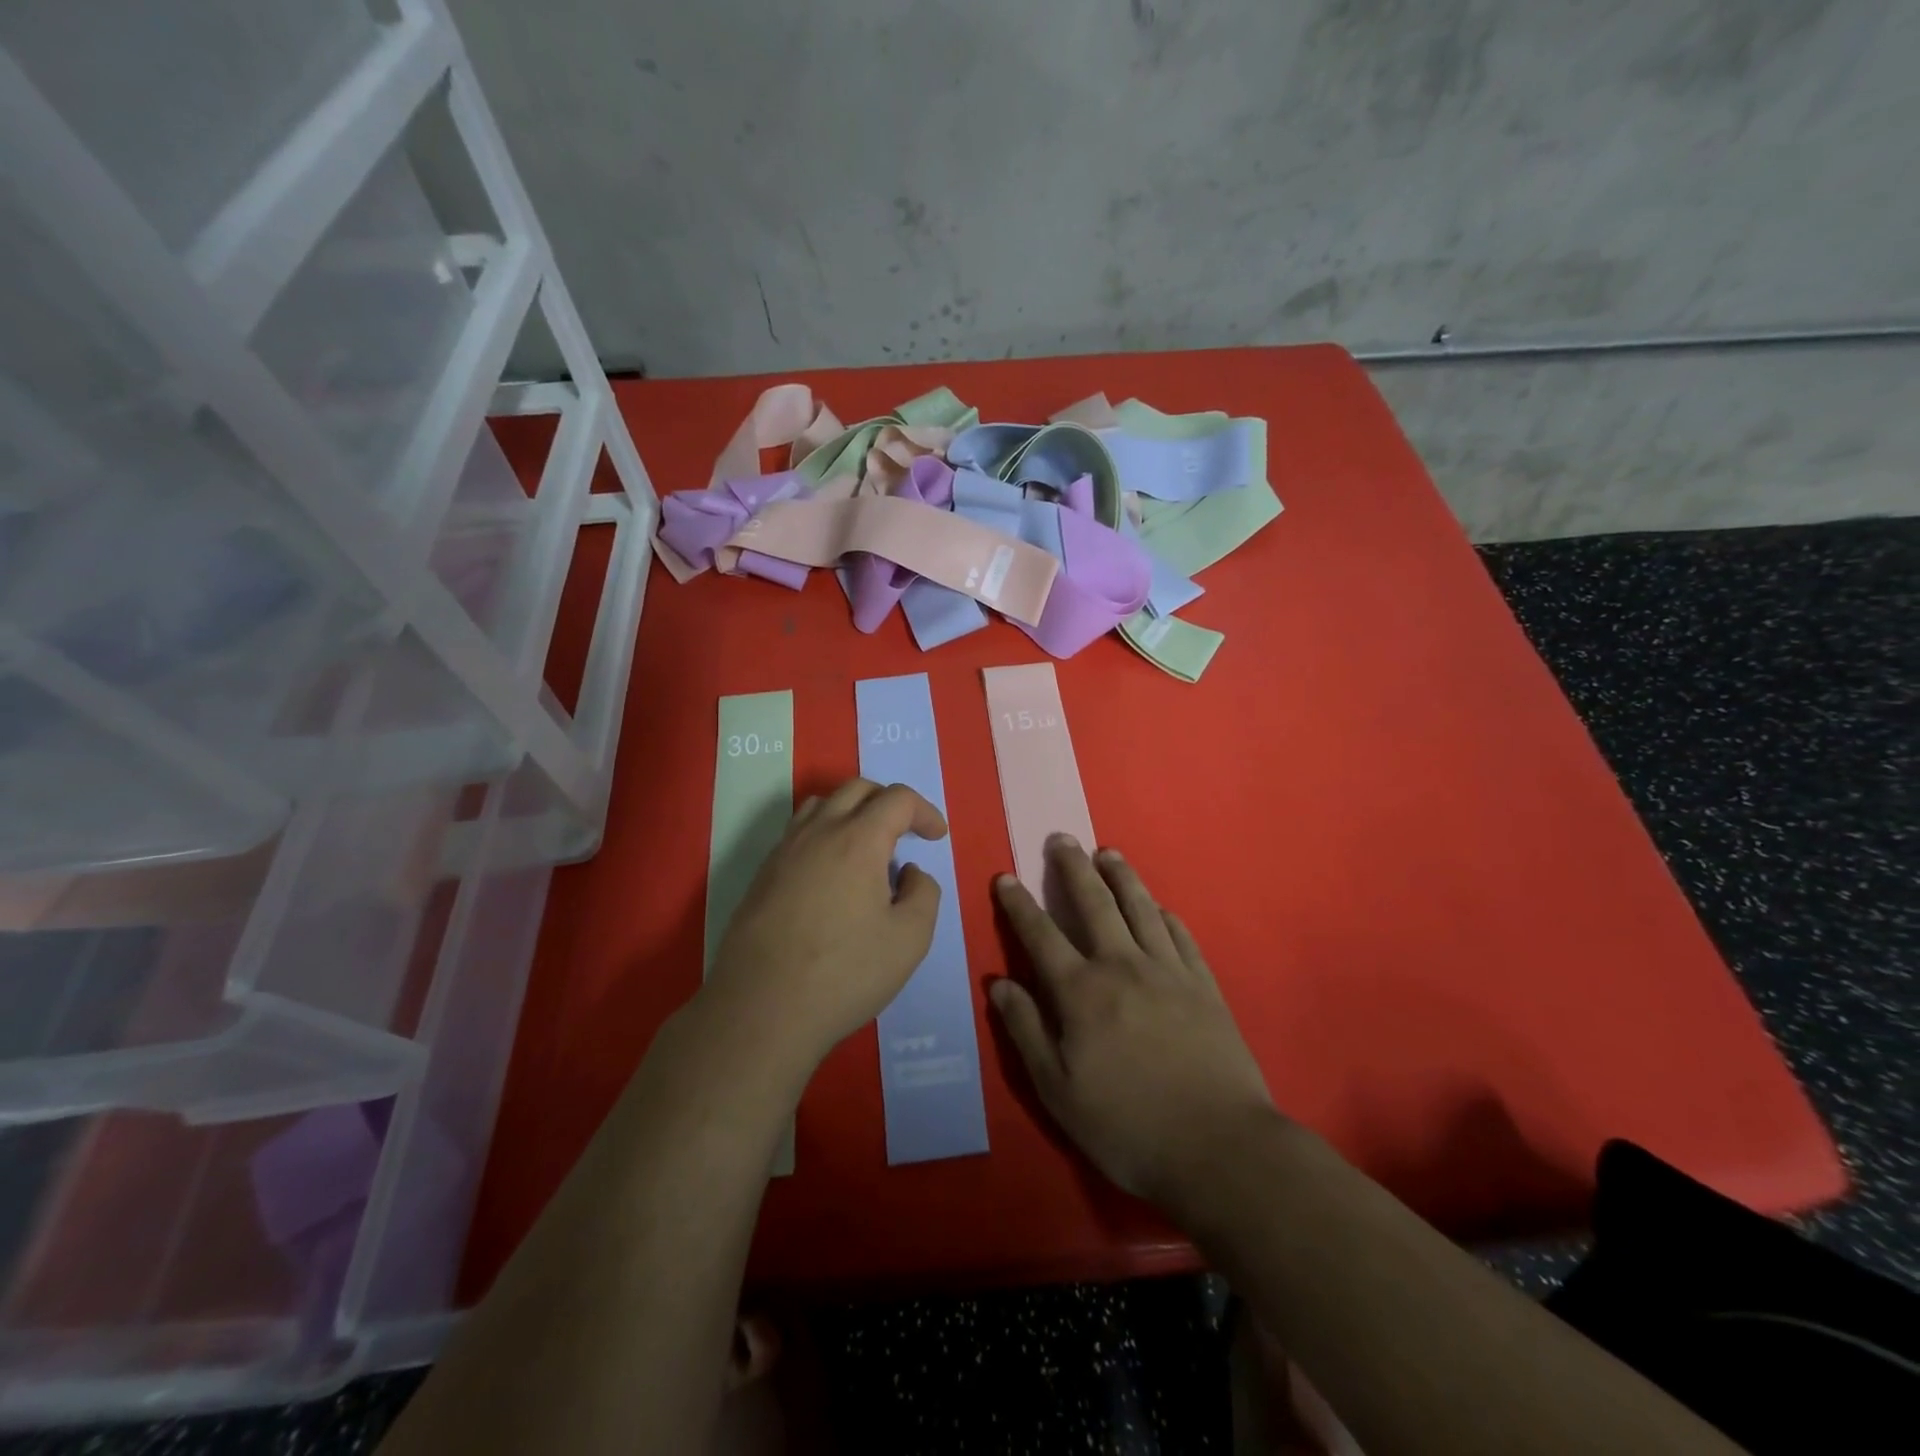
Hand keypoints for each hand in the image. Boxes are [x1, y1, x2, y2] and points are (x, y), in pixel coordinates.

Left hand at [706, 777, 945, 1071]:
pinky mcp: (762, 875)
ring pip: (821, 804)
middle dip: (889, 802)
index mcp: (858, 840)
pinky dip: (824, 834)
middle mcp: (818, 832)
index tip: (936, 837)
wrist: (761, 1009)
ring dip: (852, 811)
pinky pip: (797, 832)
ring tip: (866, 846)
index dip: (925, 811)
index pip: (897, 799)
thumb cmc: (845, 973)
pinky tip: (830, 874)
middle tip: (906, 833)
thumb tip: (909, 872)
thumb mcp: (910, 939)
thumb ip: (923, 894)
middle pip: (856, 789)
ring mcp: (784, 851)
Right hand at [990, 835, 1277, 1204]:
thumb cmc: (1128, 1126)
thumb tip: (1000, 983)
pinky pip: (1180, 936)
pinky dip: (1165, 915)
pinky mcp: (1204, 985)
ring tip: (1108, 853)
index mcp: (1082, 992)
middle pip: (1094, 903)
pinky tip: (1160, 907)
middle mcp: (1123, 966)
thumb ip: (1026, 1031)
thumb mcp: (1059, 1091)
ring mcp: (1168, 971)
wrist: (1220, 1148)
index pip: (1041, 935)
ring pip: (1140, 908)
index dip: (1020, 904)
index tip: (1006, 876)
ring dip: (1121, 877)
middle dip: (1073, 868)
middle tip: (1062, 838)